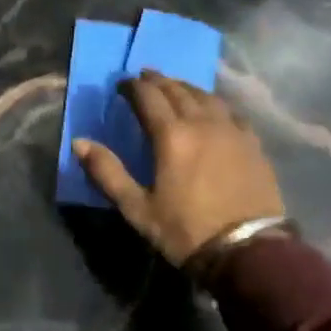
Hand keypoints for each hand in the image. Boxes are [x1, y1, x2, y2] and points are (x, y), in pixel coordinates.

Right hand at [72, 70, 285, 267]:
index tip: (122, 84)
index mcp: (171, 135)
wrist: (249, 252)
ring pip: (206, 96)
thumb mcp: (137, 208)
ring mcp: (231, 130)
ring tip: (175, 87)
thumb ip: (107, 172)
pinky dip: (214, 103)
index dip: (133, 86)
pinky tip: (212, 109)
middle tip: (145, 77)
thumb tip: (79, 142)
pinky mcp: (252, 143)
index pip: (148, 96)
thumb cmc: (186, 230)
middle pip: (177, 90)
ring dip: (186, 87)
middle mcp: (202, 122)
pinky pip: (230, 111)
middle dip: (158, 81)